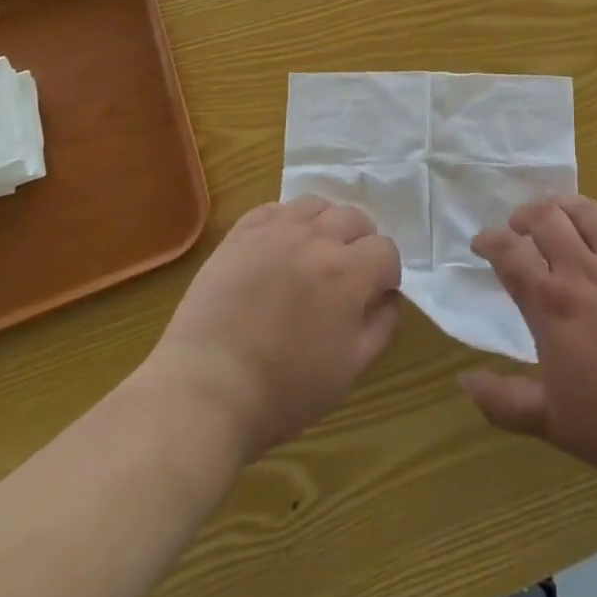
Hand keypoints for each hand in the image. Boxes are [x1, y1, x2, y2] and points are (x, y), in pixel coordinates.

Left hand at [146, 197, 401, 461]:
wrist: (206, 391)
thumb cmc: (284, 391)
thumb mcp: (349, 370)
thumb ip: (381, 326)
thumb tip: (389, 297)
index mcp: (349, 273)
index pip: (386, 249)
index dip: (386, 273)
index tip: (374, 296)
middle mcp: (316, 239)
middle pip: (355, 218)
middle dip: (360, 243)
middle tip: (346, 276)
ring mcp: (275, 231)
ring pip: (316, 205)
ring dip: (325, 225)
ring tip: (314, 256)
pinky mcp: (240, 234)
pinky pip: (274, 209)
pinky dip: (286, 221)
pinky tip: (280, 248)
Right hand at [460, 196, 596, 488]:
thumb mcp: (551, 421)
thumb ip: (502, 401)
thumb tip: (463, 380)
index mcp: (552, 305)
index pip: (510, 253)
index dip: (489, 240)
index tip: (481, 244)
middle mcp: (583, 272)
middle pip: (545, 218)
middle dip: (523, 215)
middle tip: (517, 229)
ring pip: (584, 212)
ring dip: (561, 206)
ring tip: (552, 216)